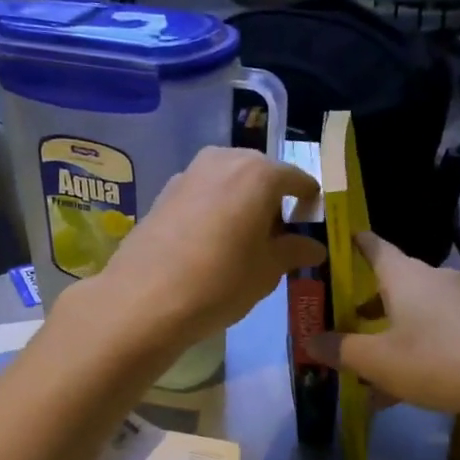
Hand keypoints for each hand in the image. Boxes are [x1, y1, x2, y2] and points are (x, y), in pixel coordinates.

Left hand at [76, 146, 324, 351]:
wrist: (144, 299)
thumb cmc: (220, 282)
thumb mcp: (267, 271)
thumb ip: (294, 251)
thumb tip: (314, 247)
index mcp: (259, 173)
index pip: (297, 179)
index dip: (308, 202)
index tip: (310, 226)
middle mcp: (224, 160)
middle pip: (260, 174)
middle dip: (272, 201)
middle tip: (276, 238)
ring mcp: (190, 173)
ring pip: (229, 182)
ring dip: (242, 204)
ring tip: (243, 243)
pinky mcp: (164, 192)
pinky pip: (204, 194)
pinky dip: (215, 210)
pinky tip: (210, 244)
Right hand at [306, 233, 459, 418]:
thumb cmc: (437, 360)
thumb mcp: (379, 361)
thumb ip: (341, 349)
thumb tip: (310, 340)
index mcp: (405, 276)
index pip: (373, 245)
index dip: (352, 244)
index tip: (335, 246)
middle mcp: (435, 279)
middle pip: (392, 283)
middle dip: (366, 304)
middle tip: (344, 322)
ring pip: (415, 313)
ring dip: (391, 334)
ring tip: (370, 369)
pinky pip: (439, 332)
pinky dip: (417, 350)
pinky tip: (407, 388)